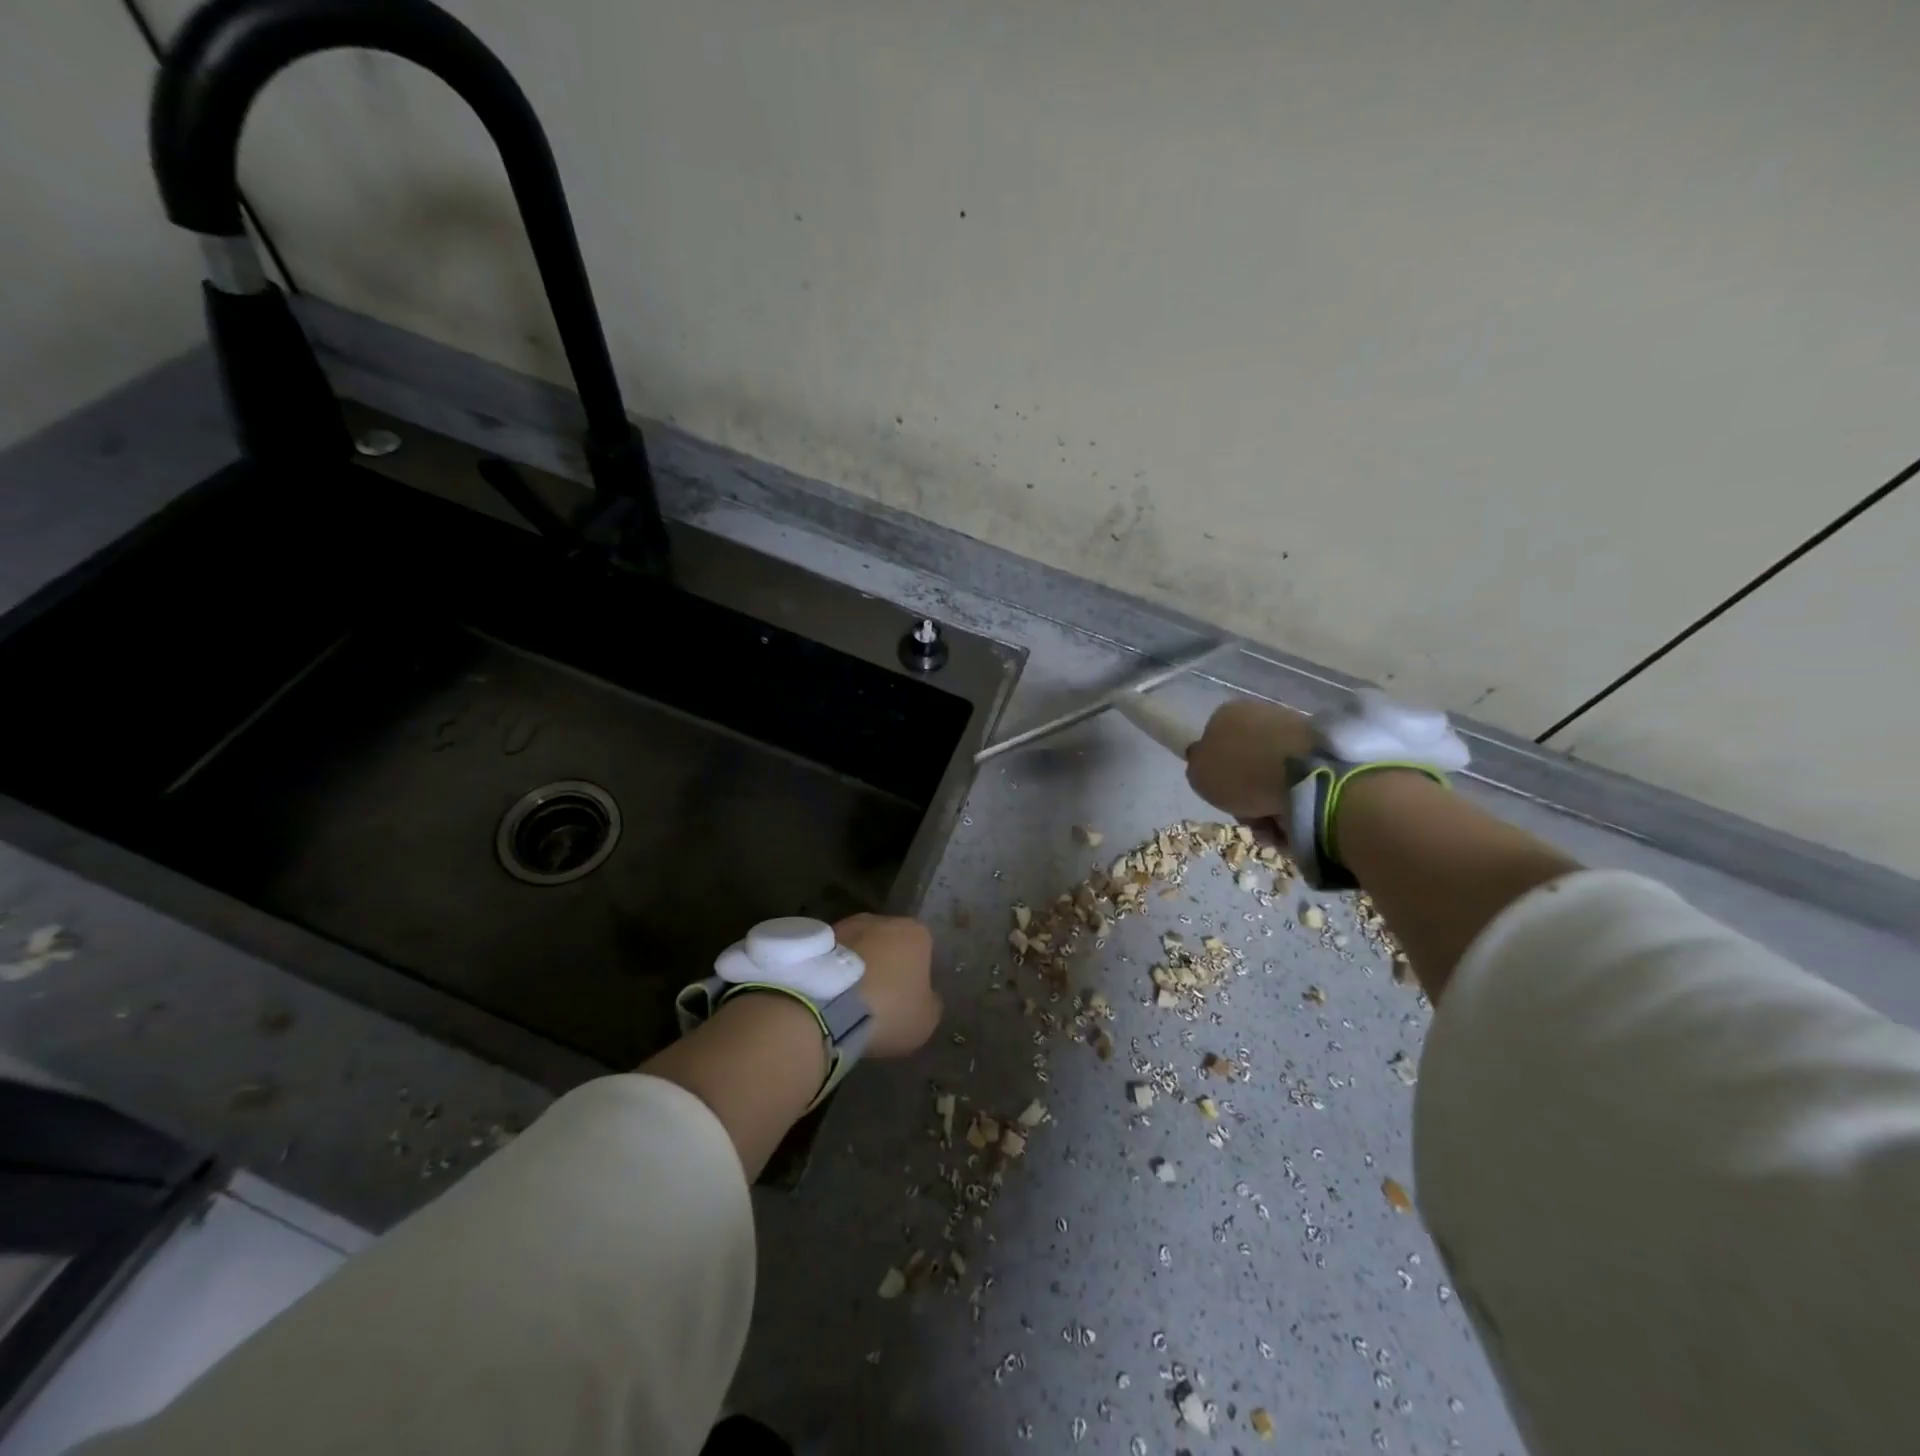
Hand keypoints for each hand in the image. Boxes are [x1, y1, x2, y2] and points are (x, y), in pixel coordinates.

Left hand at [834, 913, 940, 1057]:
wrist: (828, 1005)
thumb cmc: (888, 1008)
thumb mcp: (925, 1019)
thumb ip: (930, 1002)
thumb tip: (924, 997)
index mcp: (916, 932)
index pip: (923, 950)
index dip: (916, 976)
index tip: (907, 999)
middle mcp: (882, 919)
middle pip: (889, 944)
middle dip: (886, 965)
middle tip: (879, 1000)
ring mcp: (846, 925)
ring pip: (860, 947)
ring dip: (857, 967)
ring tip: (849, 1001)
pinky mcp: (817, 938)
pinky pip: (833, 957)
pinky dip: (834, 972)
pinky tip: (830, 997)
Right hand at [1185, 700, 1315, 821]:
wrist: (1306, 775)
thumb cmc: (1241, 772)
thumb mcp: (1198, 775)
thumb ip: (1198, 768)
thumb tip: (1206, 762)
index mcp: (1226, 714)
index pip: (1214, 744)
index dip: (1218, 775)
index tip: (1223, 796)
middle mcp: (1259, 714)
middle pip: (1246, 763)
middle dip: (1247, 793)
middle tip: (1249, 815)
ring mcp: (1293, 730)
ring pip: (1272, 775)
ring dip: (1269, 803)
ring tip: (1273, 824)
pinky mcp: (1323, 749)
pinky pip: (1299, 782)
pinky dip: (1294, 803)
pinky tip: (1294, 819)